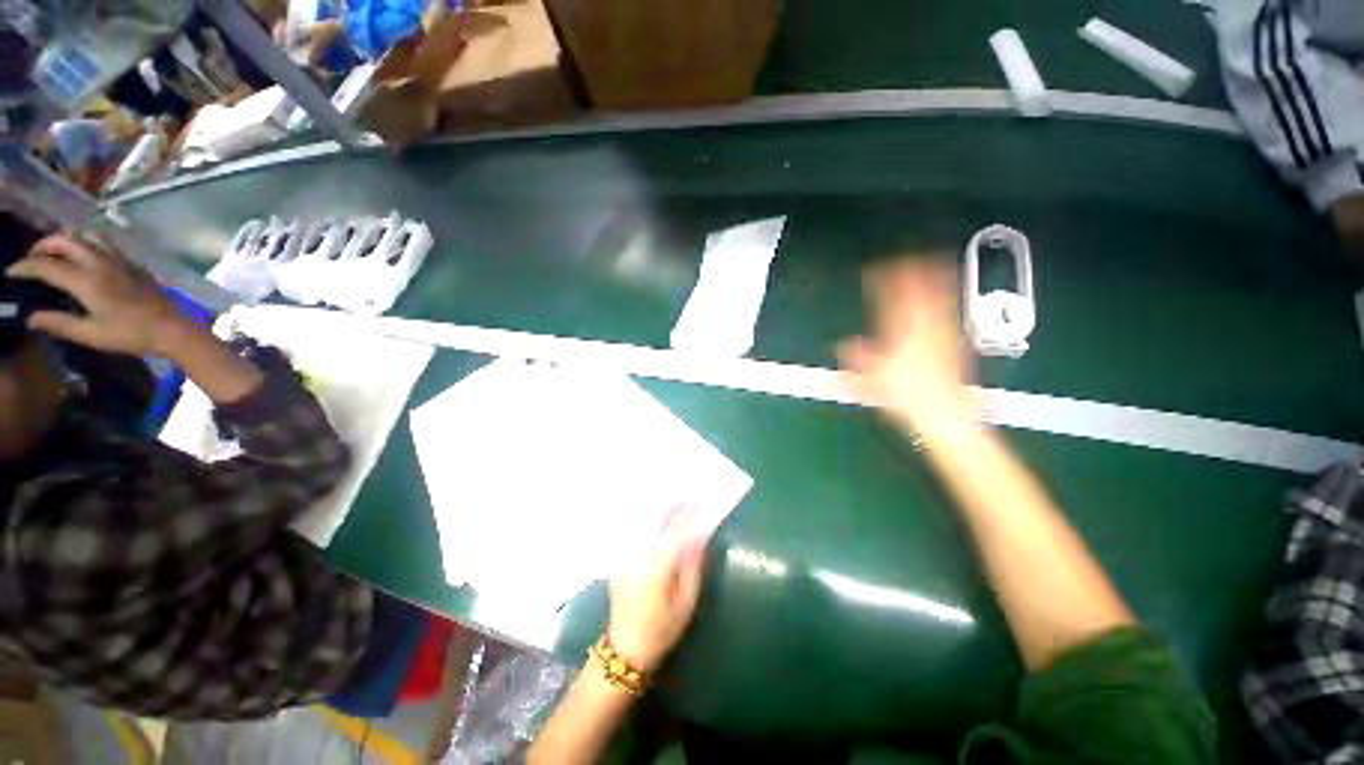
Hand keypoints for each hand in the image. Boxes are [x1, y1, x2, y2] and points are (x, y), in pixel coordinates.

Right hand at [6, 235, 189, 357]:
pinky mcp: (133, 263)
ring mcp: (120, 260)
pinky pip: (104, 243)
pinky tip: (82, 256)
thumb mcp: (91, 334)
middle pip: (65, 240)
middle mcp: (101, 262)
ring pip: (86, 235)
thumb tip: (30, 317)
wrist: (174, 329)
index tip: (10, 272)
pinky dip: (86, 242)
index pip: (46, 265)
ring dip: (66, 239)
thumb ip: (59, 323)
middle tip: (32, 258)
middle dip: (43, 245)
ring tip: (55, 253)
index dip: (25, 267)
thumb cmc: (132, 335)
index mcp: (87, 280)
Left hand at [607, 505, 710, 672]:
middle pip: (657, 526)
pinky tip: (654, 525)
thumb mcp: (686, 602)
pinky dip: (646, 528)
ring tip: (671, 506)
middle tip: (684, 500)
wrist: (626, 648)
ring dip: (658, 516)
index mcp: (659, 566)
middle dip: (670, 511)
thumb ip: (693, 568)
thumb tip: (700, 539)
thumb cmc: (662, 628)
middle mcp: (640, 556)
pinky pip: (635, 538)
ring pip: (644, 529)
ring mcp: (626, 559)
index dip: (685, 517)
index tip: (695, 504)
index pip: (675, 532)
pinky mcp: (619, 563)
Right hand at [838, 258, 974, 436]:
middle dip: (912, 271)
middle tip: (904, 257)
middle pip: (922, 291)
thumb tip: (842, 345)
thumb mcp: (874, 379)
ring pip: (940, 296)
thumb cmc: (908, 397)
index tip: (873, 270)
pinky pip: (950, 310)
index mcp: (905, 333)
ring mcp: (944, 333)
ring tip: (931, 261)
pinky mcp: (954, 342)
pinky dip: (946, 295)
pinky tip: (946, 293)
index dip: (883, 281)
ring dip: (933, 278)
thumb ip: (858, 358)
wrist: (946, 415)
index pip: (893, 299)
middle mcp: (926, 327)